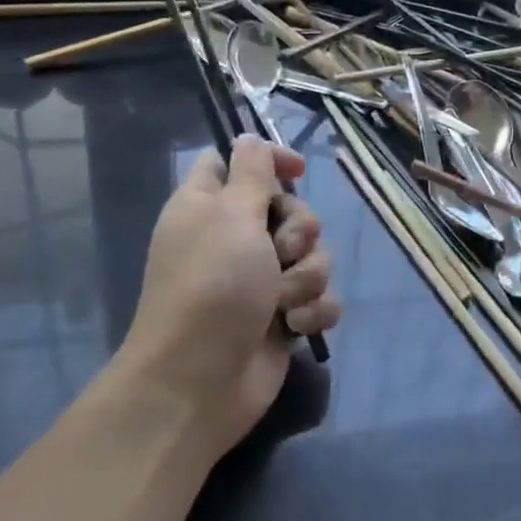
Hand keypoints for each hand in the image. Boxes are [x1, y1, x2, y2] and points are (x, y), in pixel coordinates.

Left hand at [111, 136, 340, 456]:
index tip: (297, 172)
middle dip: (299, 231)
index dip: (269, 161)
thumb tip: (247, 139)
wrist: (200, 381)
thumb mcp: (230, 215)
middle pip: (290, 210)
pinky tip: (294, 327)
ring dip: (306, 277)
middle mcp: (234, 239)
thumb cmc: (212, 286)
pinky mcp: (283, 317)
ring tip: (282, 301)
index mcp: (209, 206)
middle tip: (280, 251)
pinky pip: (320, 297)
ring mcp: (260, 281)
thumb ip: (250, 172)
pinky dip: (312, 311)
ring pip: (313, 255)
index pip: (237, 164)